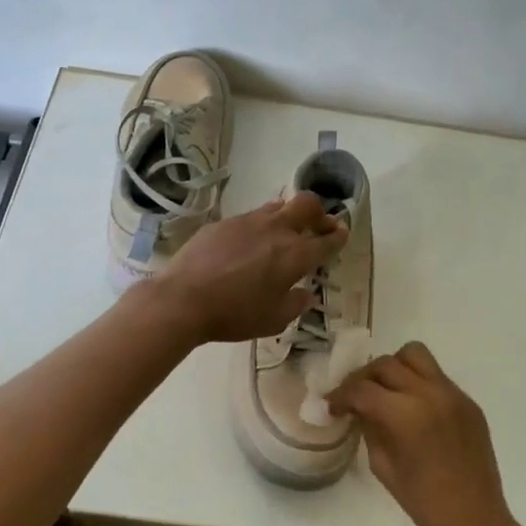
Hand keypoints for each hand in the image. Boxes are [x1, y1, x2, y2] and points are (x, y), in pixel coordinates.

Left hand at [146, 193, 347, 343]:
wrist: (183, 299)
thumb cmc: (234, 315)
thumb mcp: (273, 320)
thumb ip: (295, 304)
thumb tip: (306, 294)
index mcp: (295, 255)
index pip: (327, 240)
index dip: (338, 236)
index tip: (342, 234)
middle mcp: (276, 230)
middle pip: (307, 205)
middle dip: (320, 213)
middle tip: (320, 226)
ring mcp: (248, 222)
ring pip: (278, 206)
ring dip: (288, 215)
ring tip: (285, 230)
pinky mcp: (223, 222)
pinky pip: (250, 217)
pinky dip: (260, 225)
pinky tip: (249, 243)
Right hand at [327, 342, 517, 525]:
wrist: (474, 518)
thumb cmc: (422, 501)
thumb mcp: (382, 465)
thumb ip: (369, 427)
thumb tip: (358, 408)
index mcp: (404, 414)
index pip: (361, 389)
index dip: (341, 396)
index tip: (332, 407)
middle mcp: (429, 393)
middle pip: (385, 364)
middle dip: (363, 378)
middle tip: (354, 397)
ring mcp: (452, 394)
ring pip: (415, 355)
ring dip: (393, 367)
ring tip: (386, 390)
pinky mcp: (468, 401)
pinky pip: (436, 376)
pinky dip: (418, 382)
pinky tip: (412, 407)